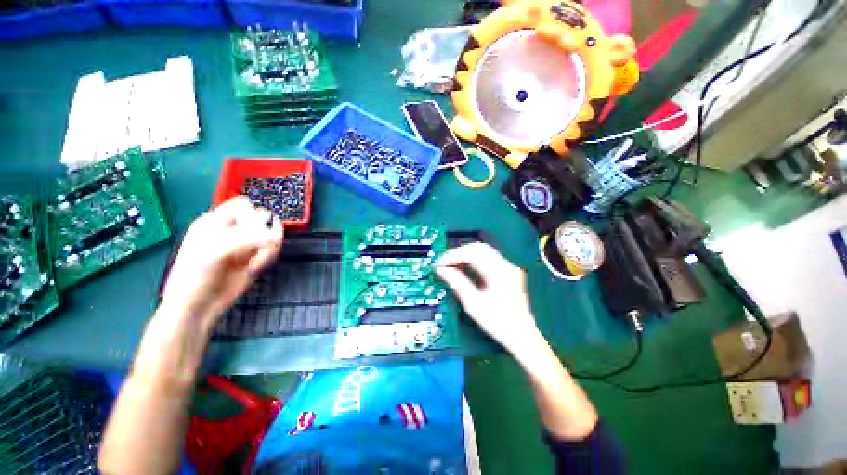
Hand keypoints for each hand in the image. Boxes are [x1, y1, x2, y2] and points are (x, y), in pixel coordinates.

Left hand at [159, 197, 283, 331]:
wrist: (198, 307)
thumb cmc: (195, 276)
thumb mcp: (215, 252)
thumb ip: (245, 240)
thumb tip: (274, 236)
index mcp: (214, 222)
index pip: (243, 205)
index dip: (252, 213)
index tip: (254, 228)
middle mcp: (232, 231)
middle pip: (261, 220)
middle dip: (264, 232)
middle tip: (257, 248)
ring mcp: (245, 245)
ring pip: (270, 236)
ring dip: (267, 249)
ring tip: (255, 263)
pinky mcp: (255, 259)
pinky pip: (271, 251)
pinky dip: (267, 259)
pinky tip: (254, 269)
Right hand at [436, 243, 541, 354]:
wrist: (521, 335)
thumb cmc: (498, 322)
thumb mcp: (473, 303)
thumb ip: (457, 282)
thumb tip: (442, 270)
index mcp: (499, 272)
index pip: (473, 253)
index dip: (454, 256)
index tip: (440, 263)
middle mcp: (505, 265)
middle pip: (478, 248)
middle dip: (458, 253)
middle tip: (444, 263)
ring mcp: (507, 267)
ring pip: (482, 251)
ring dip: (465, 255)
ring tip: (451, 265)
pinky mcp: (506, 271)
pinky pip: (486, 258)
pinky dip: (473, 261)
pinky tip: (463, 268)